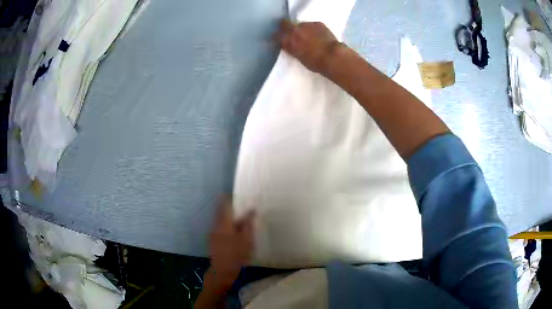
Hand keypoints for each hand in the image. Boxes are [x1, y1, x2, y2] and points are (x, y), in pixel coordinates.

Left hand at [206, 198, 254, 292]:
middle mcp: (216, 225)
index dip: (230, 197)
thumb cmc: (237, 254)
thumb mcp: (247, 239)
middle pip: (223, 212)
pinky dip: (229, 226)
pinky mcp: (214, 241)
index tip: (238, 194)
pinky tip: (237, 232)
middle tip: (244, 207)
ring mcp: (214, 233)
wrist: (223, 270)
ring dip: (231, 218)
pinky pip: (222, 228)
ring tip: (243, 220)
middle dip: (232, 208)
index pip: (224, 204)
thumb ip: (248, 223)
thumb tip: (251, 209)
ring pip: (222, 221)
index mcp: (224, 223)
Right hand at [278, 20, 342, 73]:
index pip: (276, 36)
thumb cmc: (315, 63)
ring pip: (300, 24)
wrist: (332, 56)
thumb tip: (291, 46)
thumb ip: (292, 49)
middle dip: (286, 26)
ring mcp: (306, 25)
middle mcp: (294, 30)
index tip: (280, 39)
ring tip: (309, 35)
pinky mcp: (317, 23)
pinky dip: (314, 29)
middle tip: (290, 31)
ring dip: (302, 28)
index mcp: (288, 41)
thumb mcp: (299, 57)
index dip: (278, 37)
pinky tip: (319, 35)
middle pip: (285, 23)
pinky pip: (313, 25)